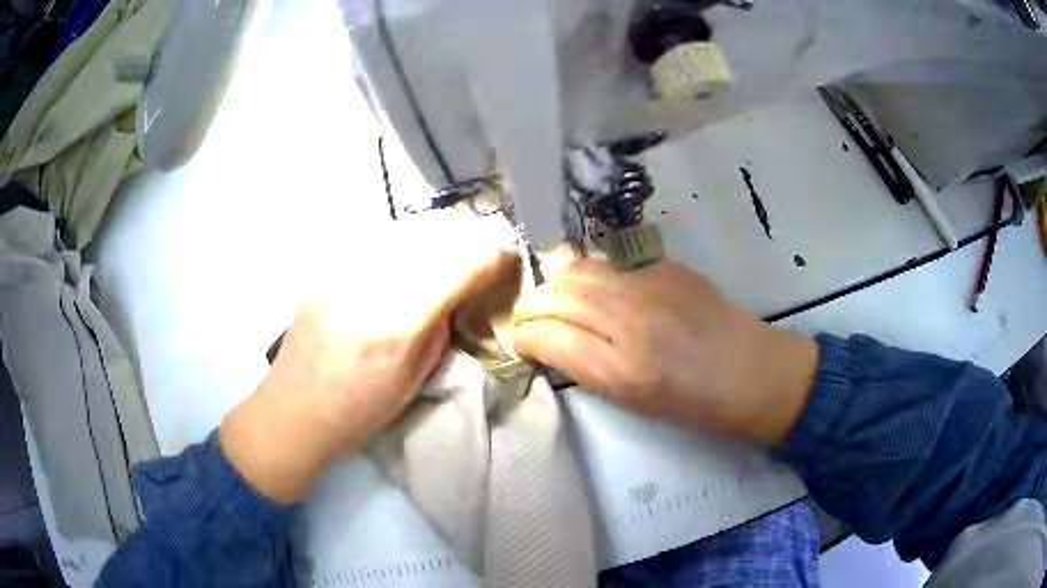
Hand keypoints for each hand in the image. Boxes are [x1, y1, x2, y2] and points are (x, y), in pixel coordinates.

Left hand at [222, 212, 514, 502]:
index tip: (506, 257)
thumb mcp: (415, 381)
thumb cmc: (359, 412)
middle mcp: (371, 284)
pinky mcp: (327, 270)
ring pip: (404, 229)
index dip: (490, 256)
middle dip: (467, 237)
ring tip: (450, 247)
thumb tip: (454, 293)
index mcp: (398, 323)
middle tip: (481, 249)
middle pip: (432, 236)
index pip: (457, 266)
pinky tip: (408, 254)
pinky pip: (376, 239)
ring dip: (436, 234)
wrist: (294, 410)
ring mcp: (344, 271)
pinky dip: (403, 240)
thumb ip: (439, 329)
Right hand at [512, 260, 817, 444]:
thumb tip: (551, 341)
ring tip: (563, 301)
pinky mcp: (667, 267)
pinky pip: (613, 266)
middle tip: (535, 320)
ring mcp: (650, 286)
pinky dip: (597, 279)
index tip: (522, 341)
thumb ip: (586, 367)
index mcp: (621, 370)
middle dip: (532, 306)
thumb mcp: (633, 402)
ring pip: (579, 269)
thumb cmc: (695, 404)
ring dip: (559, 285)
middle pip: (555, 293)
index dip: (522, 336)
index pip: (545, 335)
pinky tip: (608, 295)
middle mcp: (630, 320)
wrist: (753, 372)